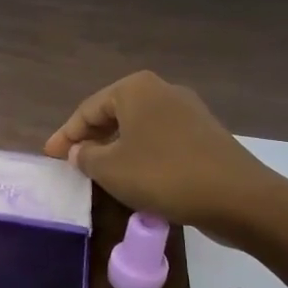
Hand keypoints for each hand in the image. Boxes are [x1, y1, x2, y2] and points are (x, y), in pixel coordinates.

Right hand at [43, 71, 286, 237]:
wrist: (238, 197)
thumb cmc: (163, 175)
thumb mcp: (111, 169)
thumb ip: (86, 156)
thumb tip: (78, 151)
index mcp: (136, 89)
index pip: (88, 109)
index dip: (65, 134)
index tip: (48, 156)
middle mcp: (162, 91)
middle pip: (114, 114)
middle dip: (90, 138)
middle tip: (70, 162)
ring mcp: (188, 112)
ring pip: (138, 128)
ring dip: (115, 148)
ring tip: (98, 172)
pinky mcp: (205, 135)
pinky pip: (160, 141)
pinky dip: (140, 155)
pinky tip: (135, 177)